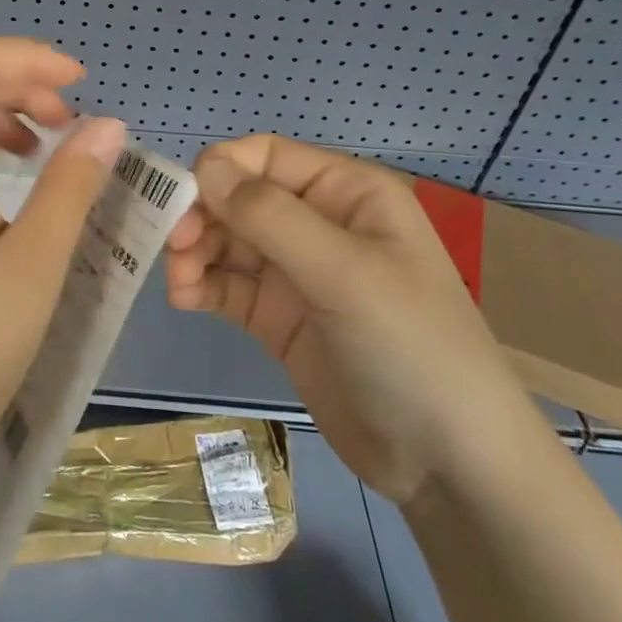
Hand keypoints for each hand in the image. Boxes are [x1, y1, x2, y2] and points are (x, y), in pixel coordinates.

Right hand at [164, 135, 540, 505]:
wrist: (448, 465)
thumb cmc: (410, 347)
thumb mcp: (344, 273)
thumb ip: (270, 216)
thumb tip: (204, 167)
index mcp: (345, 193)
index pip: (265, 157)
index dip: (220, 170)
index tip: (181, 202)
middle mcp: (317, 222)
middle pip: (238, 198)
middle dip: (201, 215)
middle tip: (173, 247)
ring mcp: (296, 272)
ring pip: (226, 241)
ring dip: (194, 252)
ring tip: (180, 282)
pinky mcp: (278, 316)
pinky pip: (227, 285)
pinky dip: (201, 285)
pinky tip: (185, 299)